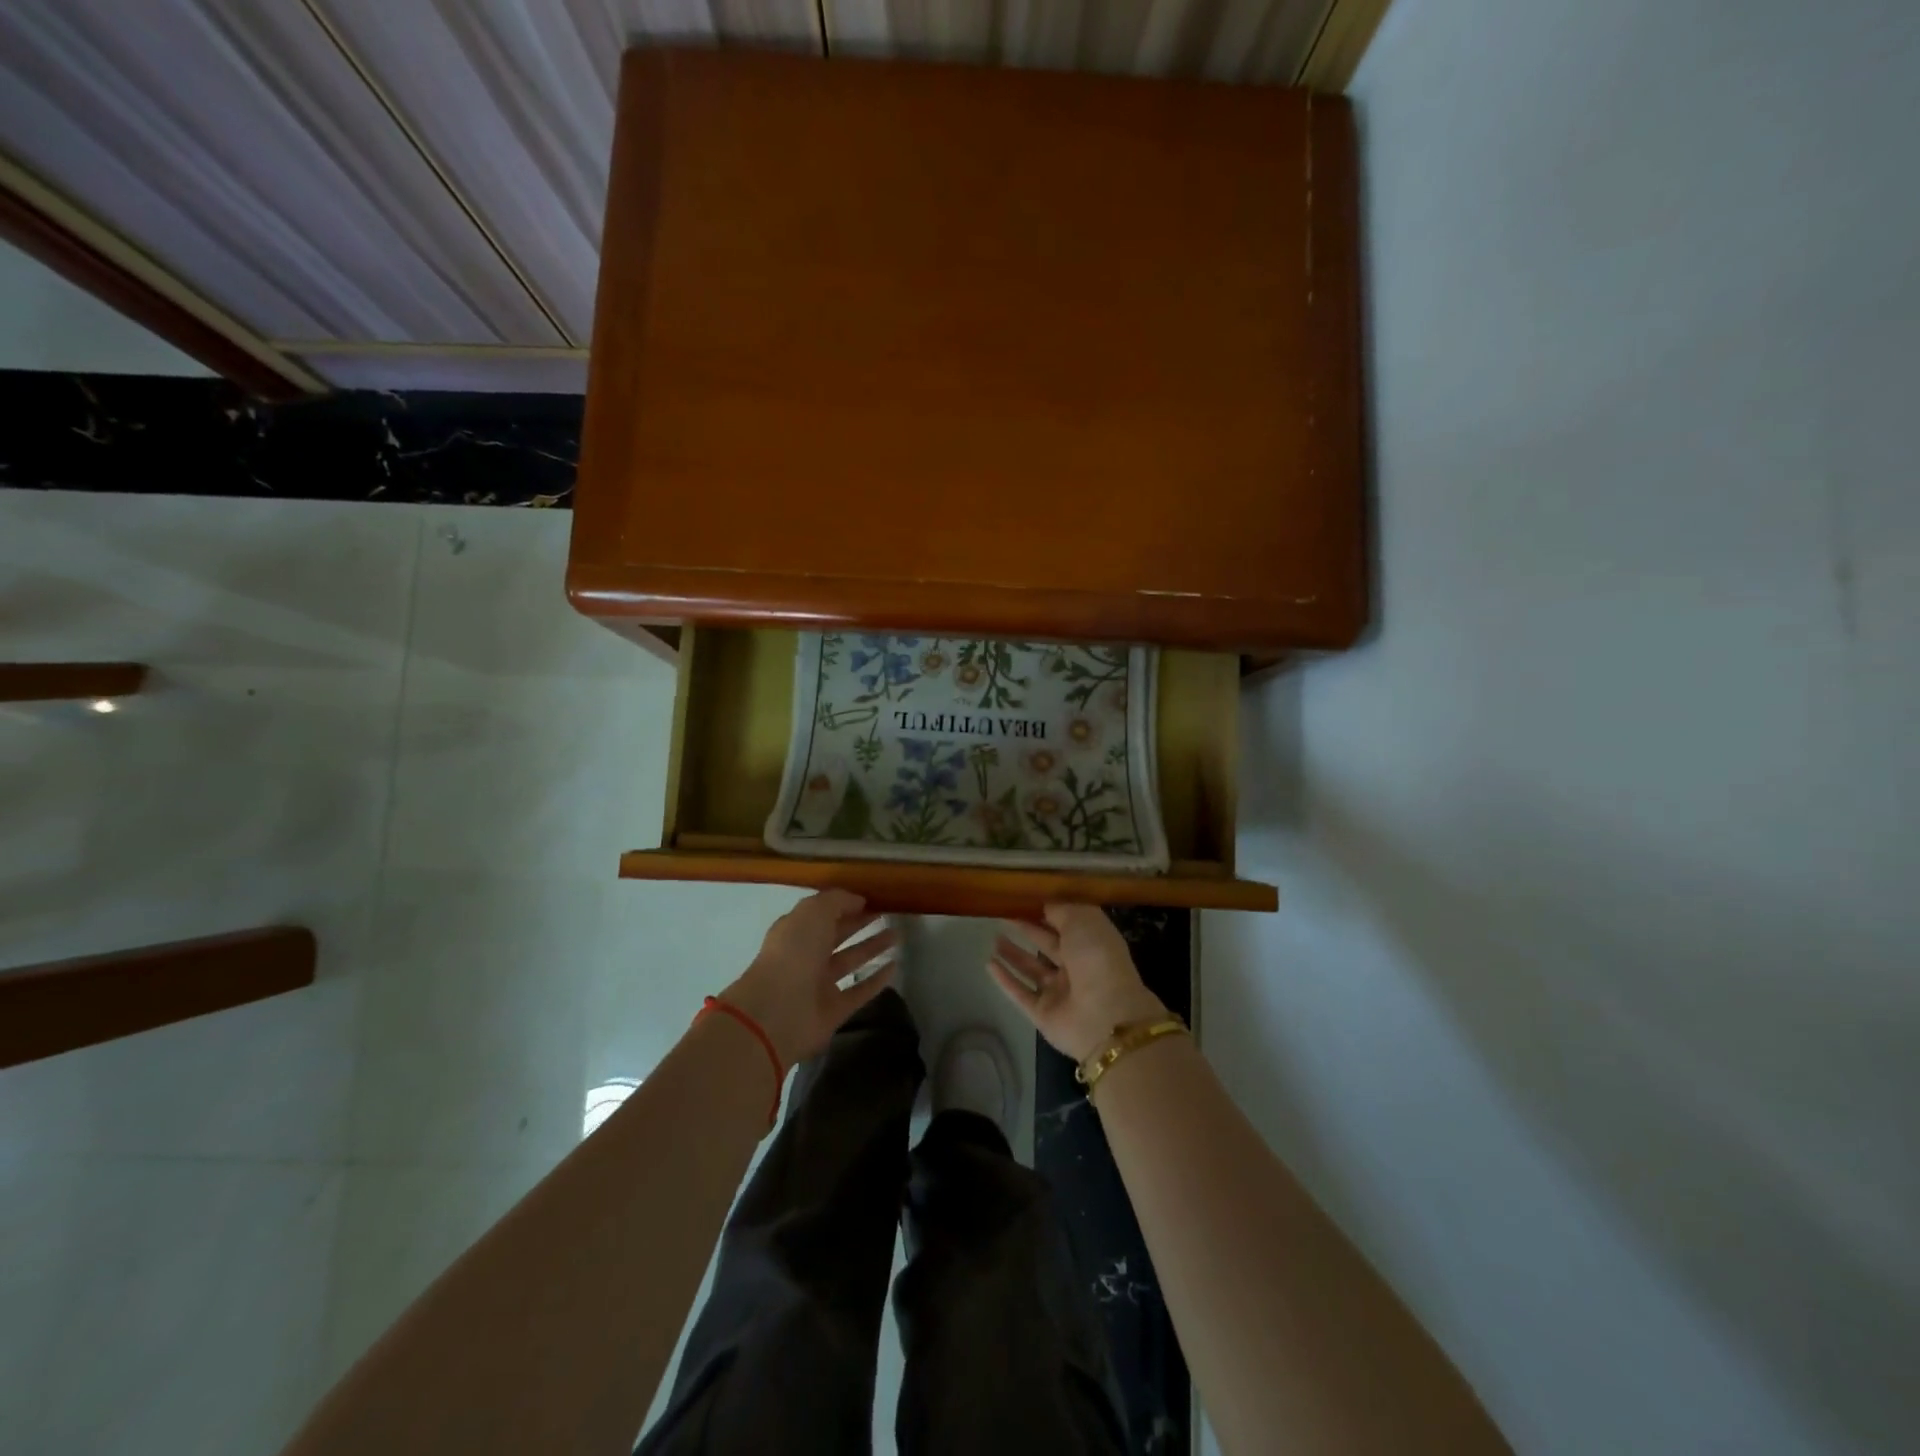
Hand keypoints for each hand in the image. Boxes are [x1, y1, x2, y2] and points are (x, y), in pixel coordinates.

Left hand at [719, 890, 896, 1066]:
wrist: (778, 1011)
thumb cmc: (794, 952)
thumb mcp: (814, 912)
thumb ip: (837, 901)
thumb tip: (859, 900)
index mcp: (795, 931)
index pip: (823, 913)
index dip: (845, 904)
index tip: (872, 898)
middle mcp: (806, 956)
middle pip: (837, 935)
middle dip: (860, 923)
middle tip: (889, 913)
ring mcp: (819, 984)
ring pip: (850, 961)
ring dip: (872, 948)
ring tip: (897, 935)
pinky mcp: (834, 1010)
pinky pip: (859, 991)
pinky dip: (876, 980)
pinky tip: (895, 966)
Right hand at [988, 904, 1167, 1061]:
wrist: (1104, 1016)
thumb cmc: (1097, 958)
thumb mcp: (1083, 921)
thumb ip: (1061, 910)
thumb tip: (1045, 905)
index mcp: (1092, 944)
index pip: (1067, 924)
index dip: (1048, 912)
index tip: (1025, 899)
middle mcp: (1077, 967)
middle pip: (1048, 945)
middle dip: (1028, 930)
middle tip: (1004, 915)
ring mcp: (1059, 992)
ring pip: (1032, 969)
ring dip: (1014, 954)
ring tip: (994, 938)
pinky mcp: (1043, 1013)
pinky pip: (1021, 993)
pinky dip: (1005, 980)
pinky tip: (989, 964)